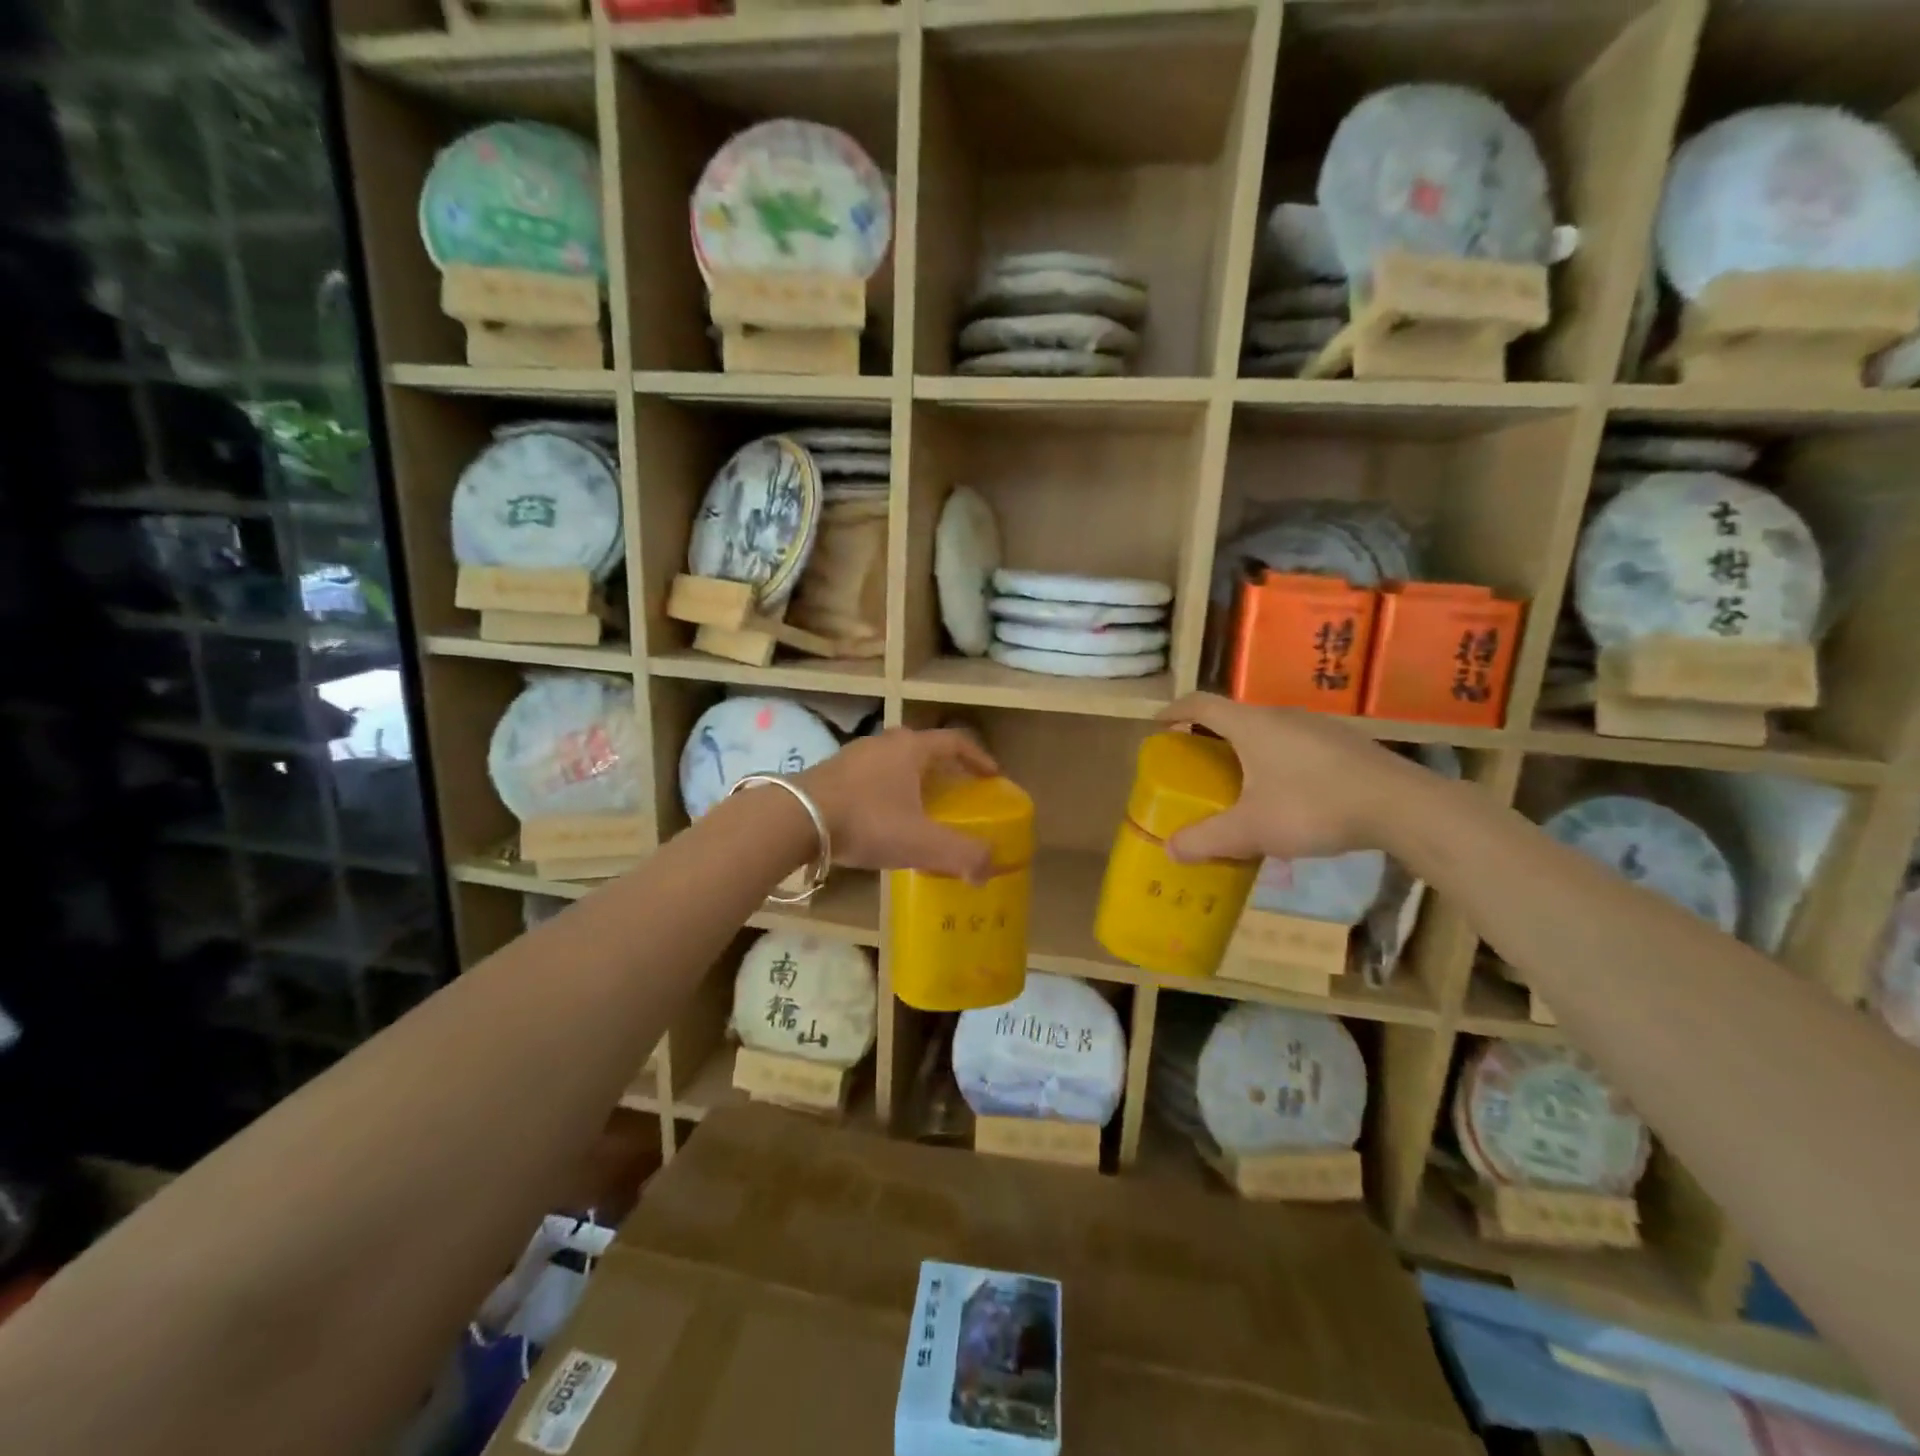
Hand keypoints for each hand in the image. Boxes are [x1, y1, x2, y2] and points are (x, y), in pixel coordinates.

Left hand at [796, 728, 1000, 881]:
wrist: (795, 820)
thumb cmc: (867, 822)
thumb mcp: (921, 842)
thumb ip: (962, 854)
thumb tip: (989, 869)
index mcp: (912, 748)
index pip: (956, 743)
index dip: (978, 758)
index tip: (993, 776)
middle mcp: (884, 743)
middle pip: (924, 749)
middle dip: (944, 769)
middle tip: (957, 793)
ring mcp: (853, 755)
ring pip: (894, 762)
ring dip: (912, 780)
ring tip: (920, 807)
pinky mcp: (830, 772)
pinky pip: (870, 777)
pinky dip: (886, 792)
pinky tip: (881, 819)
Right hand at [1156, 694, 1425, 863]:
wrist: (1401, 806)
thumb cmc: (1313, 806)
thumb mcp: (1252, 830)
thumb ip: (1207, 839)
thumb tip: (1170, 849)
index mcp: (1251, 725)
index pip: (1201, 704)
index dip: (1175, 711)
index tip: (1159, 724)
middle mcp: (1281, 716)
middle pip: (1234, 716)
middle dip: (1208, 736)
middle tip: (1196, 764)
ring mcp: (1317, 727)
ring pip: (1267, 730)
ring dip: (1245, 748)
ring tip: (1239, 781)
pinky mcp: (1344, 744)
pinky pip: (1295, 744)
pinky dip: (1276, 759)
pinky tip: (1287, 794)